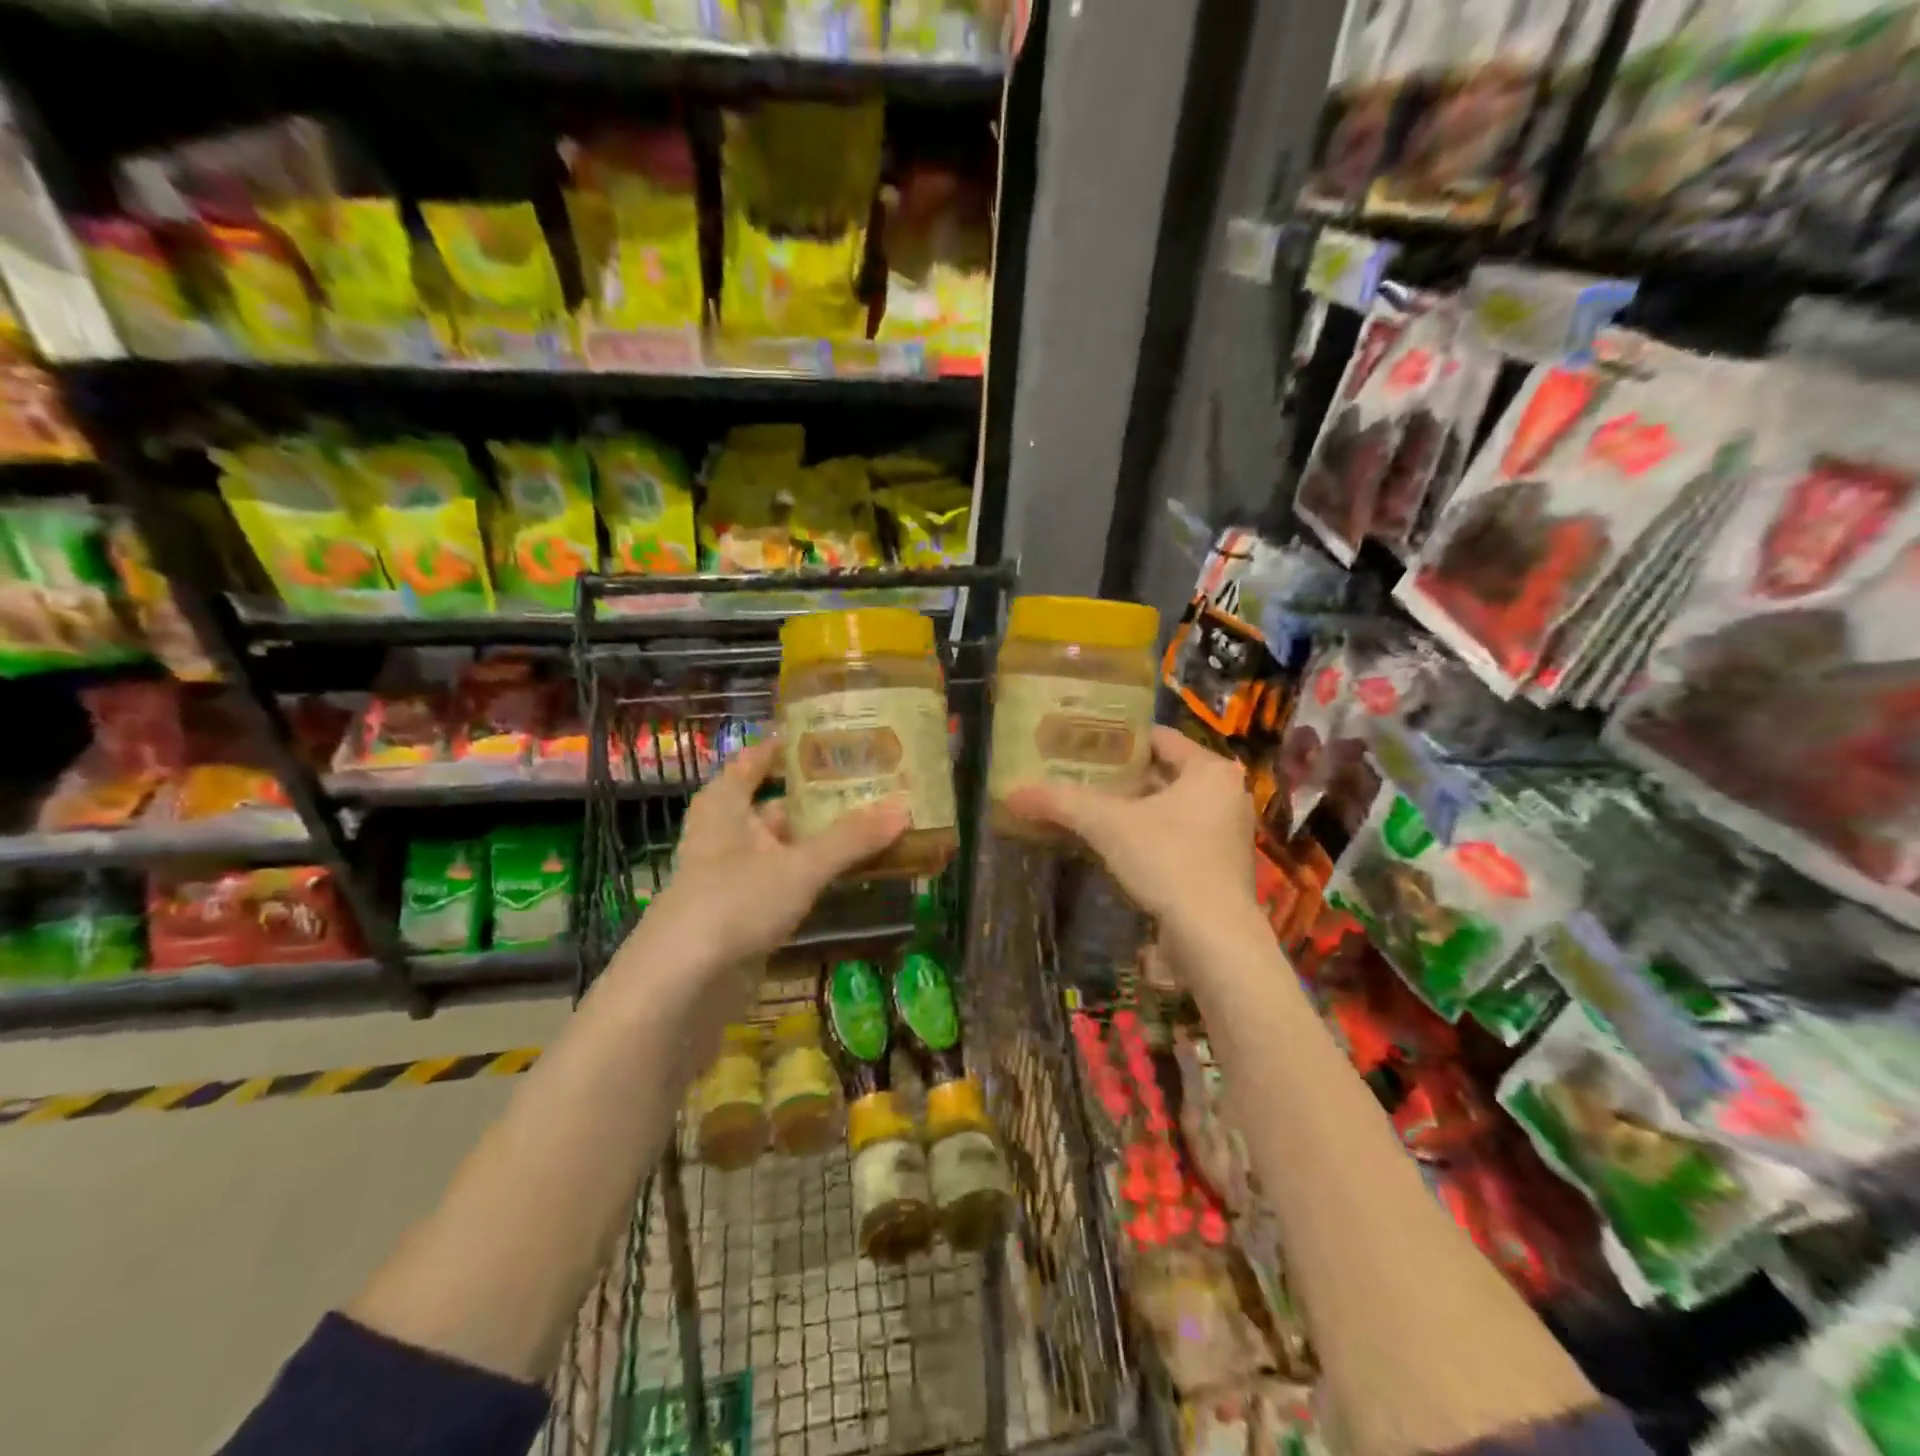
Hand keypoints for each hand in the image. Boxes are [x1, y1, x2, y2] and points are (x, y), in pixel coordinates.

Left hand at [621, 737, 908, 978]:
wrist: (681, 987)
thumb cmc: (734, 903)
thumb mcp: (799, 866)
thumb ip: (851, 839)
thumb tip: (903, 808)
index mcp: (725, 806)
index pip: (754, 760)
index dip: (786, 746)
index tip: (827, 736)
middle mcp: (727, 834)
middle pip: (777, 805)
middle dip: (819, 797)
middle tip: (870, 783)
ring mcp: (734, 877)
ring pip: (785, 846)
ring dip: (822, 839)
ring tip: (872, 824)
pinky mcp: (744, 914)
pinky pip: (787, 881)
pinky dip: (815, 874)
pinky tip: (850, 873)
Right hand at [1006, 727, 1257, 928]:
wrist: (1213, 938)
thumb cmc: (1168, 861)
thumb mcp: (1108, 824)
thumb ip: (1062, 803)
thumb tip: (1012, 793)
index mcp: (1210, 770)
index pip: (1159, 738)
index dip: (1119, 740)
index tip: (1083, 745)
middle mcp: (1226, 795)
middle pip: (1163, 774)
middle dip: (1122, 778)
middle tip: (1079, 777)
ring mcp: (1226, 834)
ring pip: (1170, 808)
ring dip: (1133, 810)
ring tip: (1088, 810)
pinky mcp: (1220, 868)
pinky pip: (1176, 837)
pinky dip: (1147, 837)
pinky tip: (1113, 847)